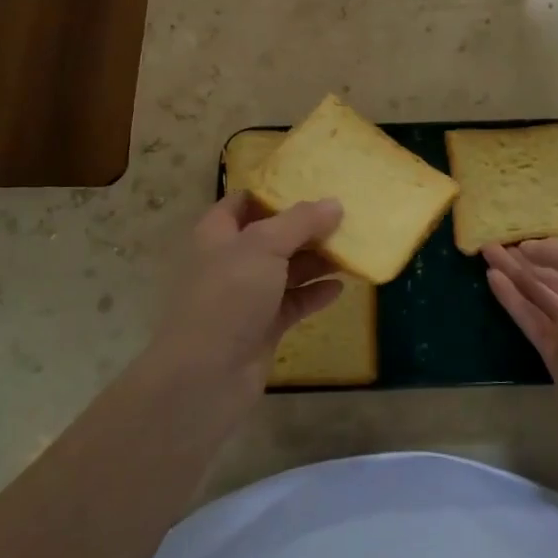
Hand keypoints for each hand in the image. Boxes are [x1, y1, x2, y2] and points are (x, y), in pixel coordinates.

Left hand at [150, 192, 343, 396]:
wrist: (205, 376)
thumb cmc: (228, 296)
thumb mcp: (264, 246)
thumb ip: (301, 221)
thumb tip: (335, 203)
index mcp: (219, 234)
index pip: (244, 201)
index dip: (273, 191)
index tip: (311, 182)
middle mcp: (231, 260)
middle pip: (273, 235)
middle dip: (305, 226)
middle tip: (344, 214)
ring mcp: (247, 296)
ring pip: (286, 270)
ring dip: (316, 260)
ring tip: (352, 247)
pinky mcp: (263, 327)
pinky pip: (294, 302)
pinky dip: (315, 294)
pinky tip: (341, 287)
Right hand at [484, 239, 557, 415]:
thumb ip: (557, 251)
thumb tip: (528, 248)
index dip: (547, 248)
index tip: (520, 237)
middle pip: (551, 276)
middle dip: (524, 259)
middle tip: (493, 243)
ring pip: (537, 295)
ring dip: (513, 274)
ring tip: (486, 253)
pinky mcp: (553, 351)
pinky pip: (529, 318)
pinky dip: (511, 298)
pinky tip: (492, 278)